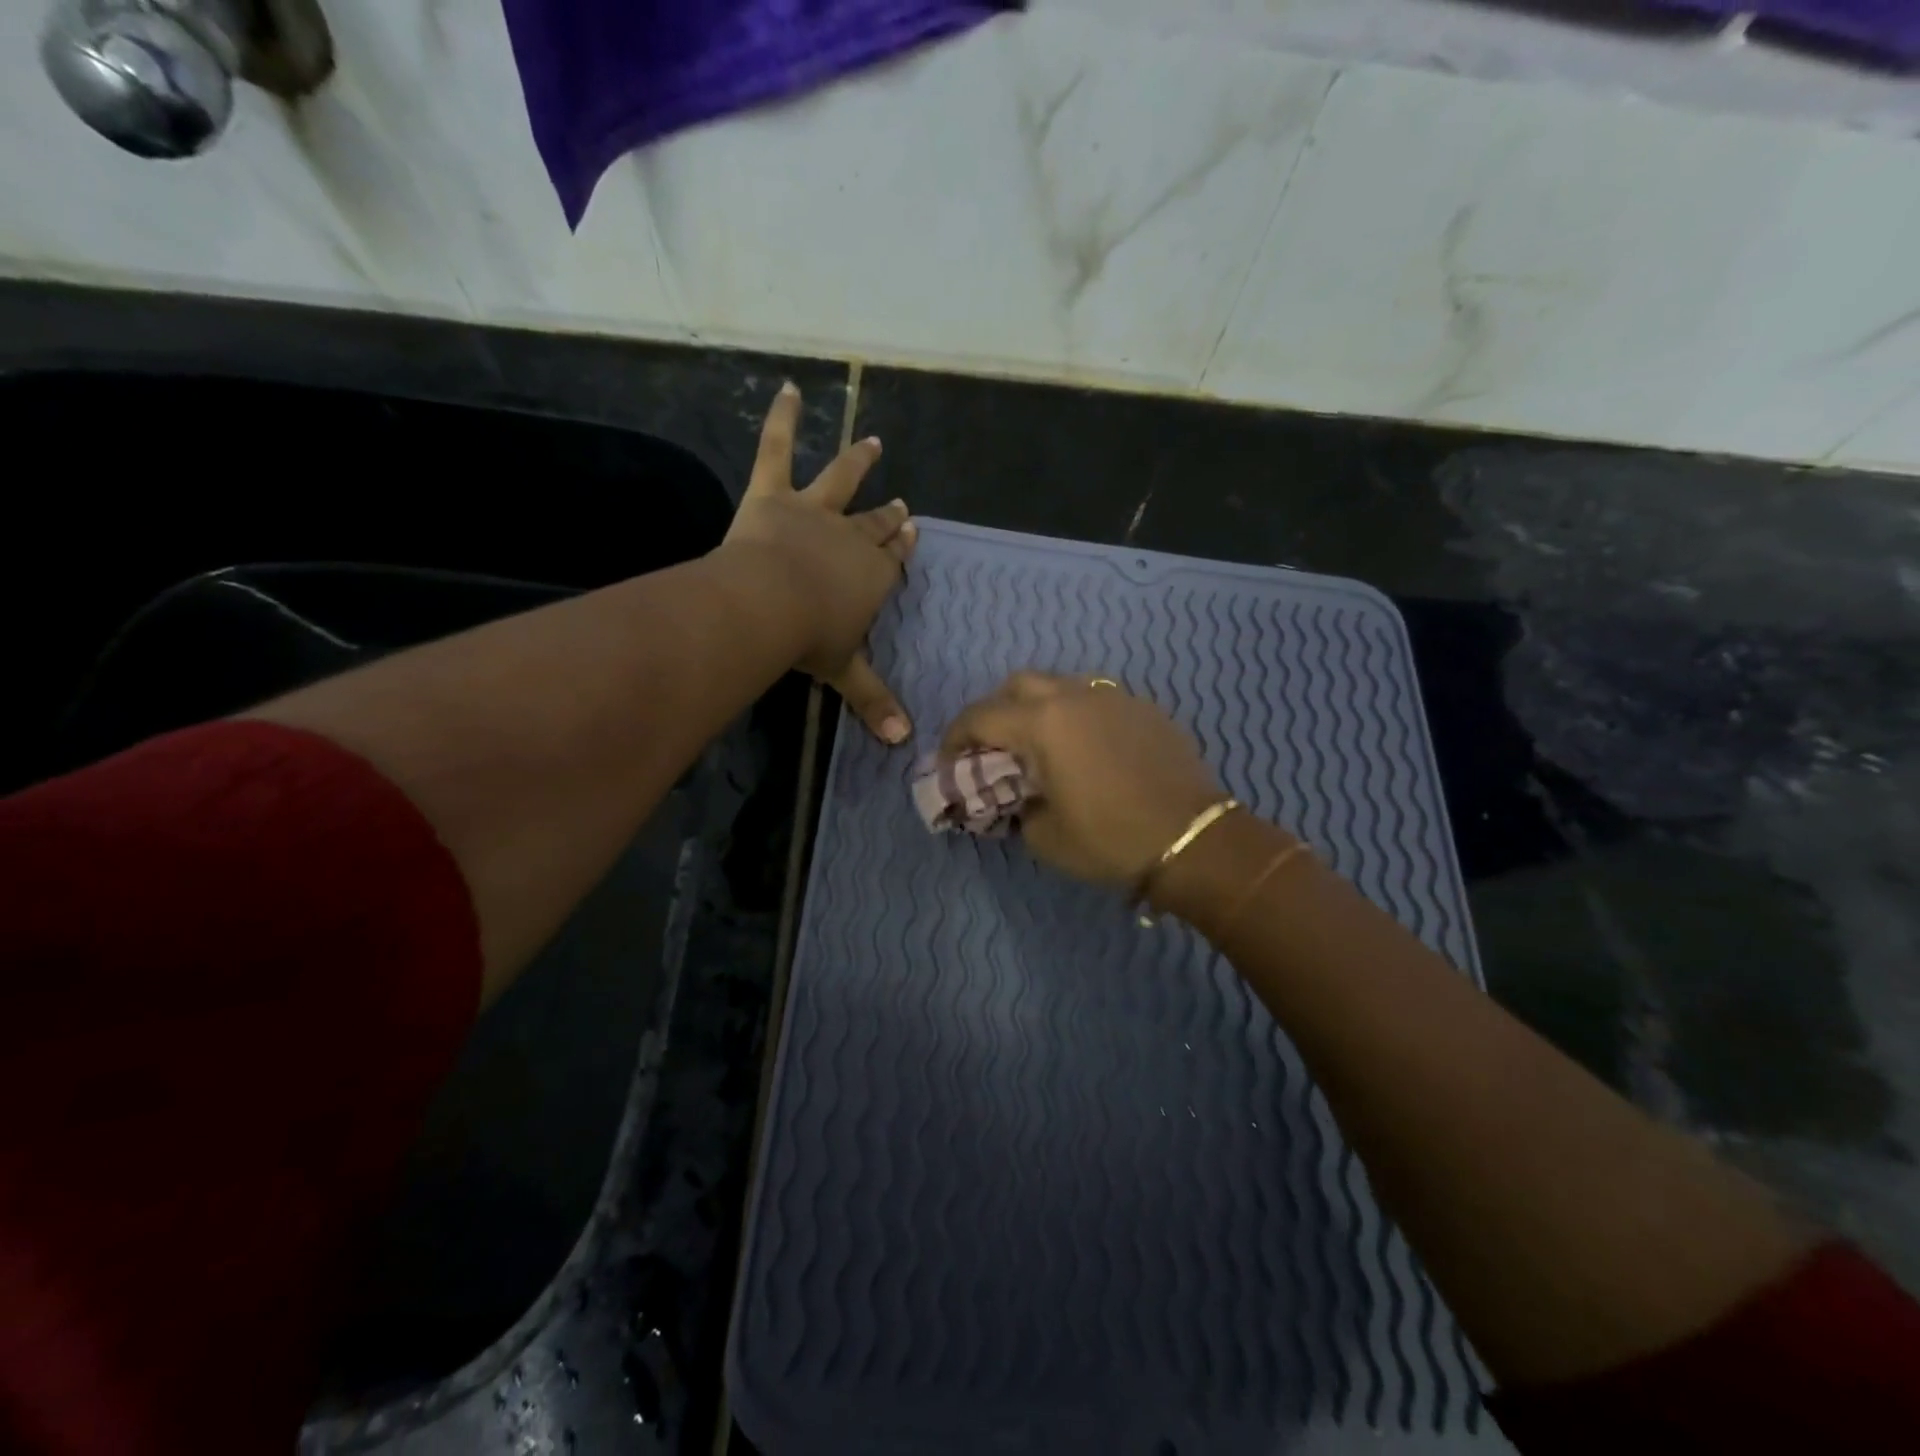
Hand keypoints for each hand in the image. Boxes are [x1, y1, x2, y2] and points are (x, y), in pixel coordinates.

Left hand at [722, 383, 917, 741]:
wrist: (767, 605)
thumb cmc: (810, 640)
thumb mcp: (844, 672)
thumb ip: (873, 701)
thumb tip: (903, 743)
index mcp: (873, 577)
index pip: (893, 559)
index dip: (902, 547)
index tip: (913, 530)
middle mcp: (852, 538)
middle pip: (875, 524)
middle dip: (889, 516)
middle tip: (900, 505)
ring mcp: (814, 511)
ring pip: (841, 481)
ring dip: (858, 462)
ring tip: (873, 443)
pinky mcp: (772, 495)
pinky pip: (776, 450)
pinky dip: (782, 419)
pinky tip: (788, 389)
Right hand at [940, 672, 1223, 885]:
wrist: (1192, 839)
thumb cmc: (1110, 839)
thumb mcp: (1044, 836)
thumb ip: (1017, 806)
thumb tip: (1020, 797)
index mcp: (1042, 723)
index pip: (980, 717)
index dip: (954, 739)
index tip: (948, 763)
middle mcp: (1074, 696)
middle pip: (1017, 685)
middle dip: (996, 712)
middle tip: (993, 748)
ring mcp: (1113, 697)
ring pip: (1059, 685)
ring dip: (1037, 708)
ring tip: (1038, 745)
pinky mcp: (1142, 707)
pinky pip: (1095, 699)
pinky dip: (1075, 715)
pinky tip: (1084, 748)